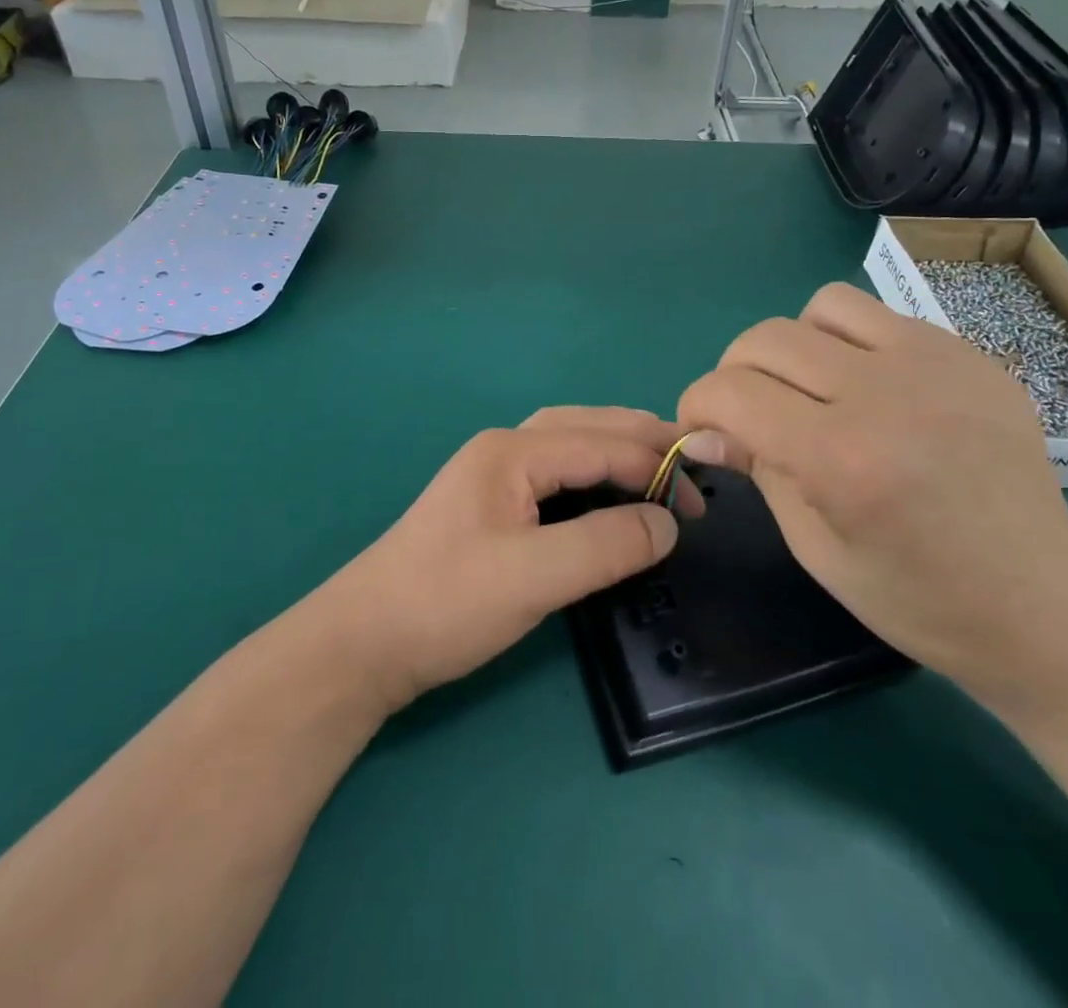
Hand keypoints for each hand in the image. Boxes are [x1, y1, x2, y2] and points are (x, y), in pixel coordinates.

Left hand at [318, 407, 696, 712]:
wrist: (365, 640)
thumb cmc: (446, 603)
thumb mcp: (534, 577)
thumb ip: (606, 545)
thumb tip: (668, 523)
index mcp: (512, 451)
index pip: (601, 443)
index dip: (655, 467)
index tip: (703, 503)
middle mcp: (503, 449)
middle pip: (585, 426)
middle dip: (640, 439)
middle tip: (691, 462)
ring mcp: (491, 474)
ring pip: (568, 444)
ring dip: (615, 450)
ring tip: (659, 468)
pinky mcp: (488, 505)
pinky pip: (554, 473)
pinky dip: (591, 474)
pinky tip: (606, 493)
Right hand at [678, 283, 1067, 711]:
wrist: (1042, 608)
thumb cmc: (916, 599)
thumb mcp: (814, 546)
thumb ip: (757, 468)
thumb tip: (704, 428)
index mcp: (841, 458)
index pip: (730, 391)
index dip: (696, 406)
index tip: (700, 430)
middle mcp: (886, 394)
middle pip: (765, 339)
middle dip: (734, 374)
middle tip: (747, 414)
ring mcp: (937, 364)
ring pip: (823, 306)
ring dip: (795, 345)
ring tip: (812, 389)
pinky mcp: (971, 356)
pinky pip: (881, 318)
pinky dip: (852, 345)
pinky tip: (872, 391)